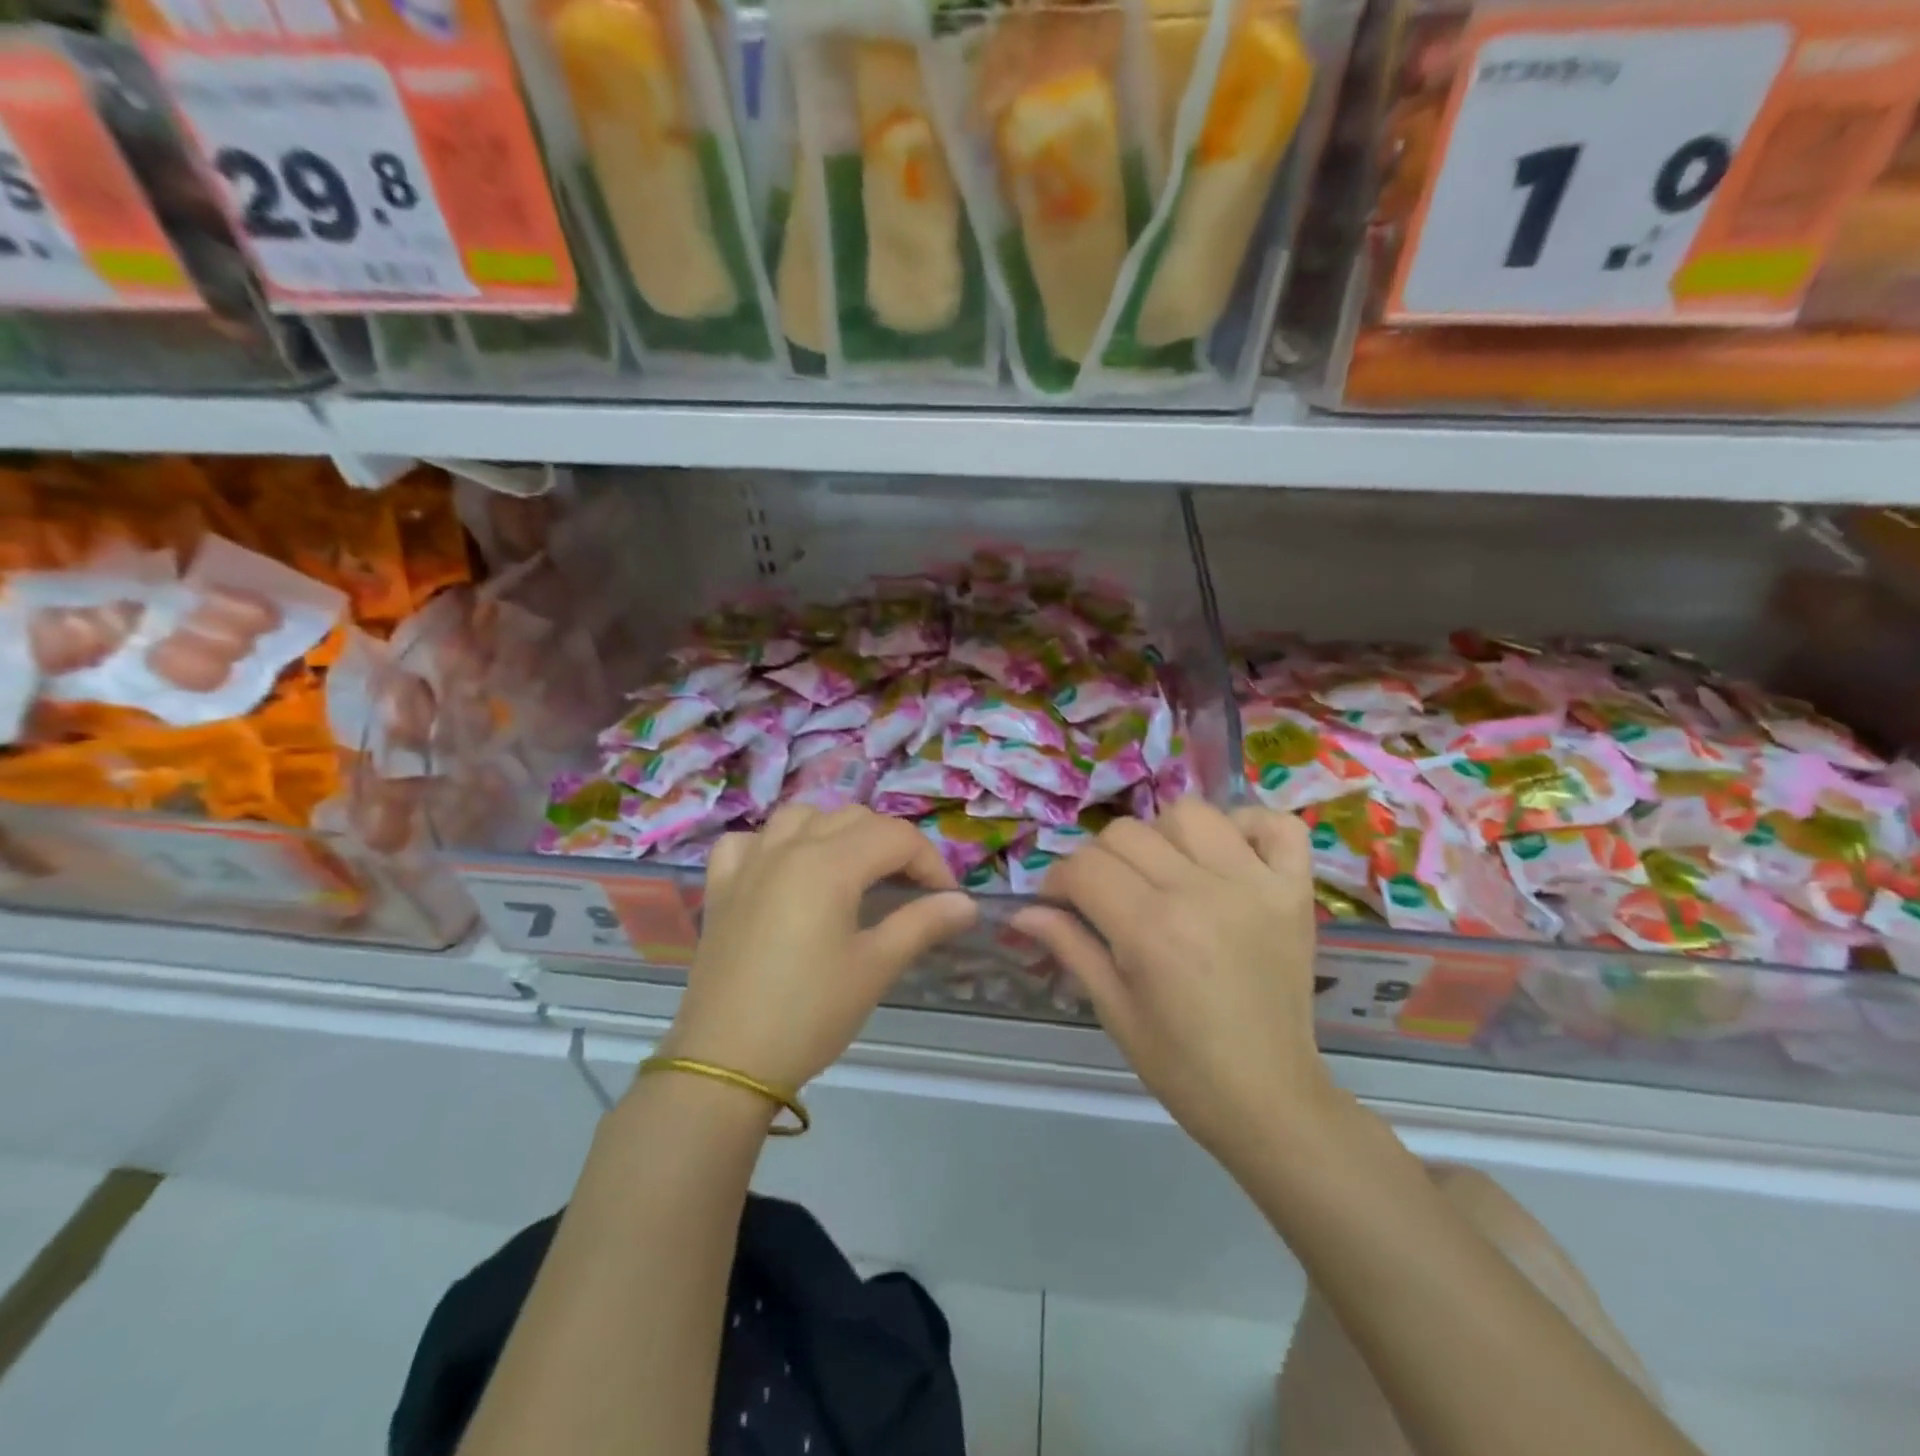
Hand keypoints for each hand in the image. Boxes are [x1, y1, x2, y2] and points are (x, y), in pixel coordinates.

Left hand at [660, 804, 977, 1093]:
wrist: (725, 1062)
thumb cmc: (809, 1014)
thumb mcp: (875, 968)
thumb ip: (922, 924)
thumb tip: (966, 903)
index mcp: (829, 863)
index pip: (896, 837)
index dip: (931, 862)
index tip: (946, 899)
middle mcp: (788, 847)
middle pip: (854, 818)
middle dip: (891, 845)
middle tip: (909, 889)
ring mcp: (748, 862)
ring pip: (801, 816)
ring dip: (835, 831)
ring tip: (852, 870)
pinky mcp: (721, 886)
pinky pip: (748, 840)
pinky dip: (774, 843)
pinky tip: (783, 870)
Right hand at [1012, 800, 1332, 1165]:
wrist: (1270, 1099)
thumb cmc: (1182, 1066)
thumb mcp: (1114, 1011)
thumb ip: (1070, 946)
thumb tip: (1022, 911)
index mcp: (1150, 929)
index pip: (1083, 867)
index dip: (1057, 880)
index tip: (1057, 902)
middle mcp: (1201, 892)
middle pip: (1126, 833)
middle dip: (1099, 860)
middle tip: (1106, 896)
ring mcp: (1255, 884)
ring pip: (1190, 813)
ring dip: (1163, 836)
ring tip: (1166, 874)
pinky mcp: (1295, 890)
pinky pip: (1275, 824)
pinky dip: (1247, 827)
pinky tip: (1228, 856)